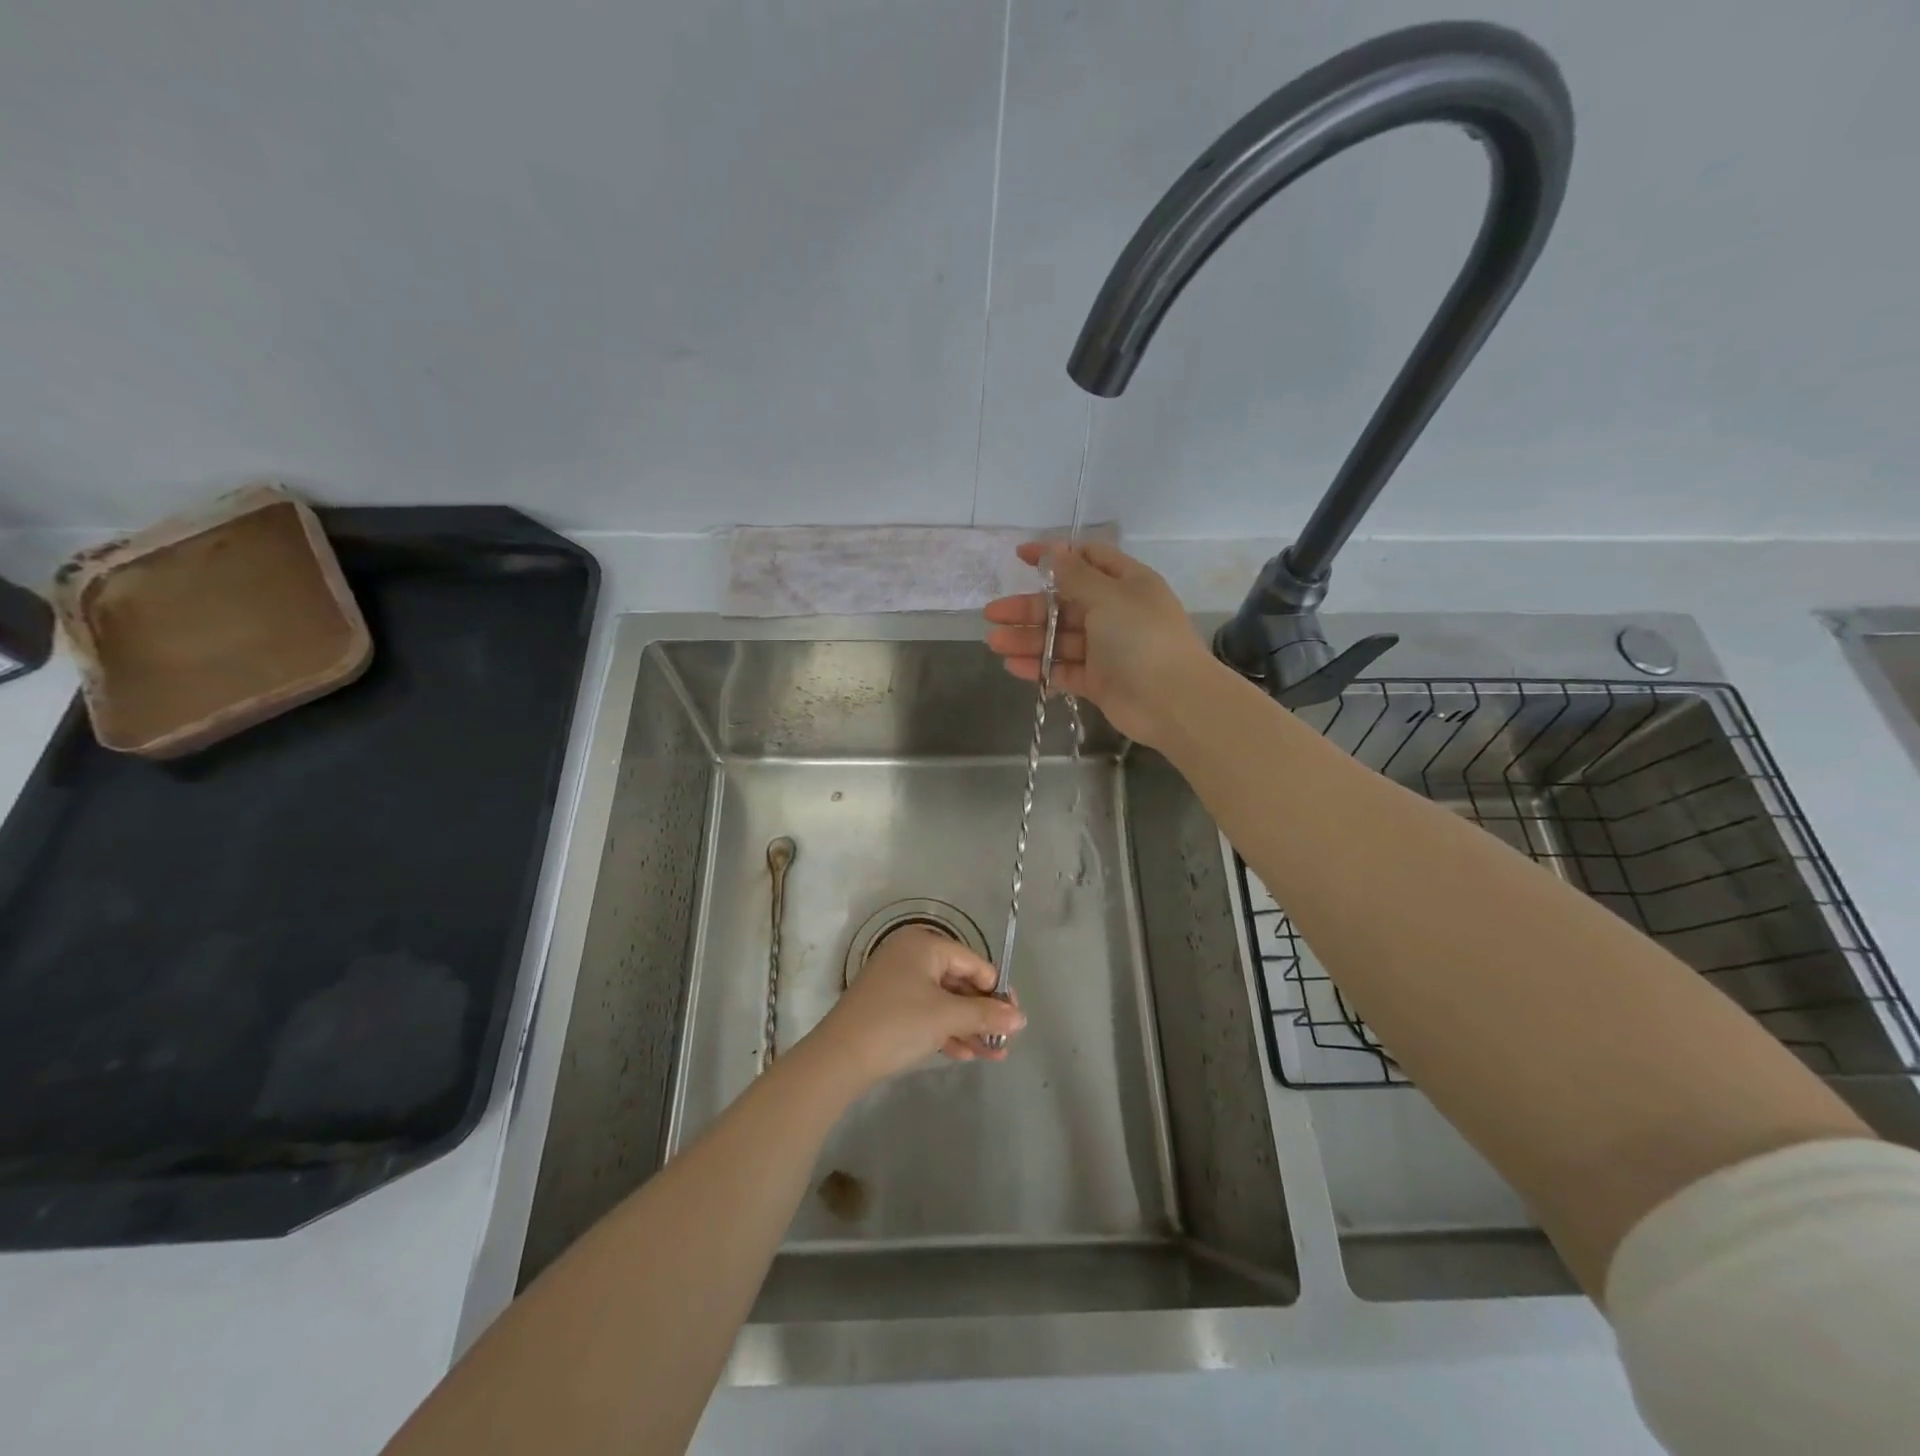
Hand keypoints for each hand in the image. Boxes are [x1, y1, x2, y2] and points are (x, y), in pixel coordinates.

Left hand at [804, 926, 1025, 1087]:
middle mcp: (911, 955)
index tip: (1015, 1020)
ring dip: (969, 1026)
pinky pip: (927, 1012)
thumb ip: (986, 1014)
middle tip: (1005, 1041)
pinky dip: (946, 1030)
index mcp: (924, 944)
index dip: (997, 992)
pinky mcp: (889, 1006)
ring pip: (945, 1001)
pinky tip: (966, 1055)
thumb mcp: (946, 1017)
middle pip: (960, 981)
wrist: (839, 1057)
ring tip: (993, 1055)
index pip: (974, 963)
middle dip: (984, 1014)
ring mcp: (898, 980)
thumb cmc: (898, 1024)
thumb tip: (1020, 1018)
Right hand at [984, 541, 1212, 748]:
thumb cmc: (1142, 638)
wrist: (1172, 701)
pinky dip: (1040, 667)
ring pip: (1060, 639)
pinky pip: (1063, 669)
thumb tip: (1054, 551)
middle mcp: (1116, 613)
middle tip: (992, 613)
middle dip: (1029, 608)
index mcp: (1126, 584)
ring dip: (1028, 639)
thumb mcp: (1108, 596)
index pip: (1087, 560)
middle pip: (1065, 604)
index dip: (1053, 556)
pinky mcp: (1098, 681)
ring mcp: (1106, 649)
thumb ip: (1076, 576)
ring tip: (993, 642)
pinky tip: (1012, 666)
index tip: (1019, 557)